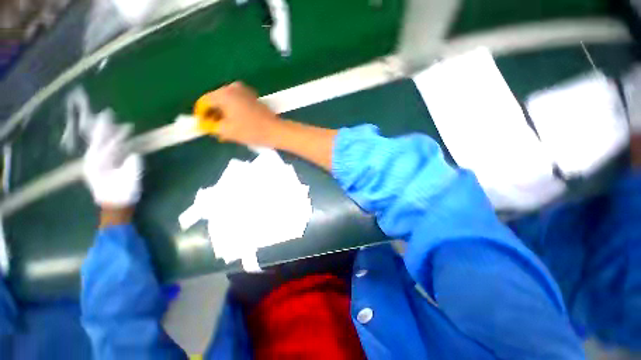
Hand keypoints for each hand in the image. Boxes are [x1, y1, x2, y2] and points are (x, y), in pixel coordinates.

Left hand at [83, 112, 142, 207]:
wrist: (115, 205)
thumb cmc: (123, 194)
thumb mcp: (130, 182)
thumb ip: (131, 167)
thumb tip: (134, 154)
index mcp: (97, 165)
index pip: (107, 146)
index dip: (118, 136)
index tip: (128, 127)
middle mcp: (92, 161)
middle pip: (97, 140)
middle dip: (103, 127)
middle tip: (108, 113)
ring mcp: (95, 163)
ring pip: (99, 143)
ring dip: (106, 132)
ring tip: (111, 121)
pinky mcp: (102, 164)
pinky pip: (104, 149)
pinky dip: (109, 141)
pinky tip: (114, 136)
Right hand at [194, 82, 283, 146]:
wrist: (275, 131)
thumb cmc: (251, 131)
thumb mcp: (227, 131)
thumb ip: (211, 126)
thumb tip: (203, 124)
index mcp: (224, 94)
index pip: (205, 102)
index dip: (201, 114)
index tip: (203, 126)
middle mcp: (232, 88)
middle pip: (216, 100)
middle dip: (214, 115)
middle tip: (215, 129)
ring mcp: (244, 91)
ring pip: (227, 101)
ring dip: (224, 114)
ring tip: (227, 128)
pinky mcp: (252, 96)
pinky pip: (237, 102)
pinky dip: (234, 111)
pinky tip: (236, 122)